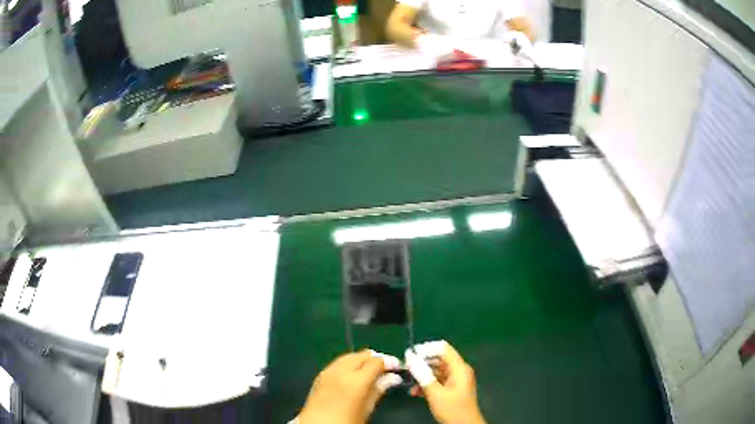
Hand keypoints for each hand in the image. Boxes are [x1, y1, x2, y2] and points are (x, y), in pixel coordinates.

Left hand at [298, 350, 401, 423]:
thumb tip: (392, 378)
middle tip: (384, 370)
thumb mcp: (367, 409)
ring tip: (369, 372)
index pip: (376, 362)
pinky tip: (353, 375)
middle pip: (362, 355)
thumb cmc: (346, 422)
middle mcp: (341, 371)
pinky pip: (338, 363)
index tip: (395, 368)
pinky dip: (348, 364)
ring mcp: (328, 371)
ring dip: (361, 360)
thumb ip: (378, 390)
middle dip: (375, 359)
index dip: (388, 363)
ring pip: (349, 356)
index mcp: (356, 380)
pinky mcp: (320, 375)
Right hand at [405, 341, 485, 423]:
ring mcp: (455, 381)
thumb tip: (410, 356)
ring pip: (436, 371)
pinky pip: (437, 381)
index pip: (443, 348)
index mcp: (459, 368)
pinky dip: (426, 384)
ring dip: (422, 375)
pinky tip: (414, 392)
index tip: (410, 355)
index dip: (426, 349)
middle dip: (422, 363)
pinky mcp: (451, 390)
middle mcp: (458, 371)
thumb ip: (423, 374)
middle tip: (405, 368)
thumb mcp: (435, 392)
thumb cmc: (452, 409)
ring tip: (408, 382)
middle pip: (439, 359)